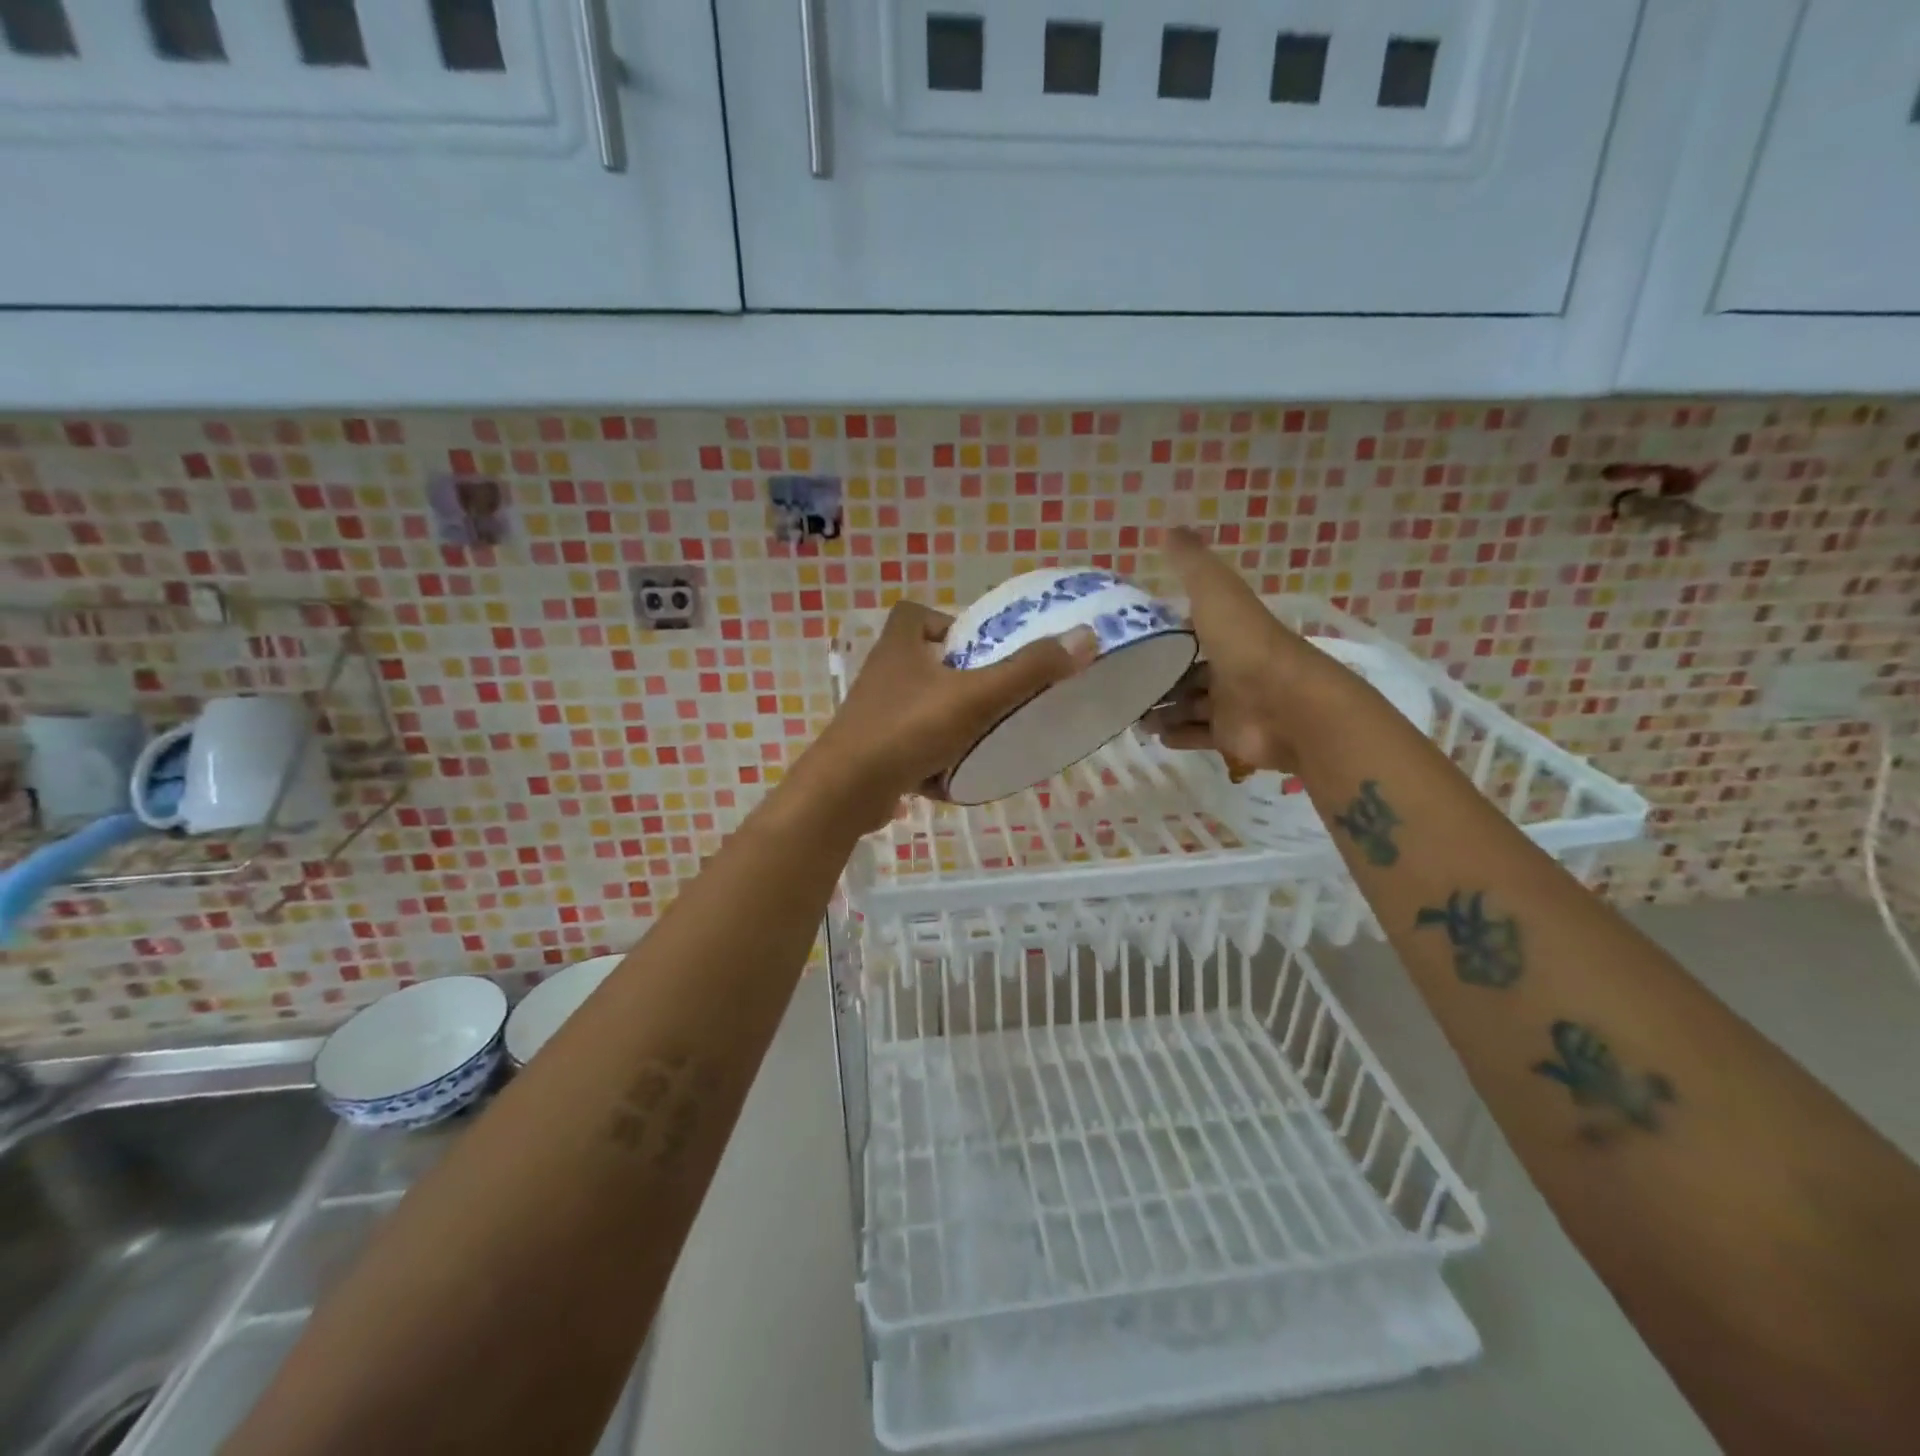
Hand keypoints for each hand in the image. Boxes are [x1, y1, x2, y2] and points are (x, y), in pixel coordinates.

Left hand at [798, 600, 1096, 829]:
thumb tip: (1085, 638)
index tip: (977, 645)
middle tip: (993, 692)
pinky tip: (955, 776)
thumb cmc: (909, 729)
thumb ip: (1029, 670)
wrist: (847, 791)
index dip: (945, 621)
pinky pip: (908, 747)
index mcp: (899, 648)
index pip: (914, 614)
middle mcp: (881, 676)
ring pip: (916, 707)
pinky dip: (931, 758)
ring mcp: (872, 717)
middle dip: (955, 676)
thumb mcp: (976, 696)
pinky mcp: (870, 753)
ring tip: (983, 735)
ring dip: (946, 719)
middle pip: (920, 662)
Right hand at [1142, 527, 1357, 773]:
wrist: (1288, 706)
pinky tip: (1155, 735)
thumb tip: (1168, 528)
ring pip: (1189, 705)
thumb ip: (1191, 564)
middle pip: (1186, 671)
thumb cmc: (1247, 646)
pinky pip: (1199, 735)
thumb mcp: (1215, 593)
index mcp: (1228, 631)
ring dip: (1162, 708)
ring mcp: (1232, 703)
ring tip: (1129, 712)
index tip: (1126, 639)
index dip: (1162, 632)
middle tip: (1118, 682)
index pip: (1190, 629)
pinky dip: (1178, 735)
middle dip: (1156, 677)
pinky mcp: (1231, 736)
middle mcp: (1230, 666)